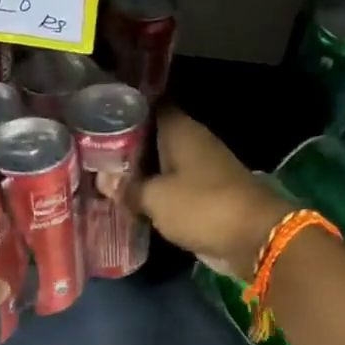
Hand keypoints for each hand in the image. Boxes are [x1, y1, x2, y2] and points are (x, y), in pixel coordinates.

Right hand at [103, 108, 288, 279]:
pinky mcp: (204, 195)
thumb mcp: (156, 198)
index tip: (98, 114)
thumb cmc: (202, 206)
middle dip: (126, 144)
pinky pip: (172, 187)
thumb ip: (128, 187)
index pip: (150, 106)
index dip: (126, 108)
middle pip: (153, 136)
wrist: (253, 238)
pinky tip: (130, 200)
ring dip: (139, 171)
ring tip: (103, 176)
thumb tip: (103, 179)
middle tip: (91, 151)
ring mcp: (200, 169)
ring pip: (161, 163)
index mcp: (181, 131)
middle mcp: (192, 143)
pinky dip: (154, 192)